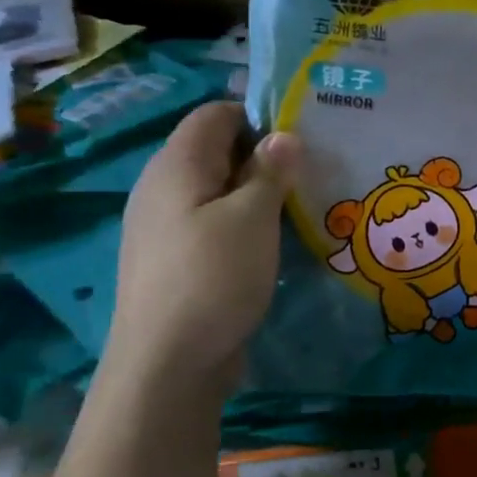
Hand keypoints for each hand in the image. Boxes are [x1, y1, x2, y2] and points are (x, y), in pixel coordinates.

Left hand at [106, 103, 299, 388]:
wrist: (168, 363)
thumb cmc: (214, 277)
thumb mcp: (253, 218)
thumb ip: (270, 171)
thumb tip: (284, 135)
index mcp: (177, 165)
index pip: (216, 113)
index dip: (259, 115)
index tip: (304, 136)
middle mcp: (163, 187)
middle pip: (217, 151)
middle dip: (265, 156)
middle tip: (313, 172)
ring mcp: (165, 226)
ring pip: (218, 190)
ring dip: (258, 193)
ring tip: (302, 206)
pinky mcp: (176, 259)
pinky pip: (214, 223)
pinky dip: (245, 223)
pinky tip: (274, 243)